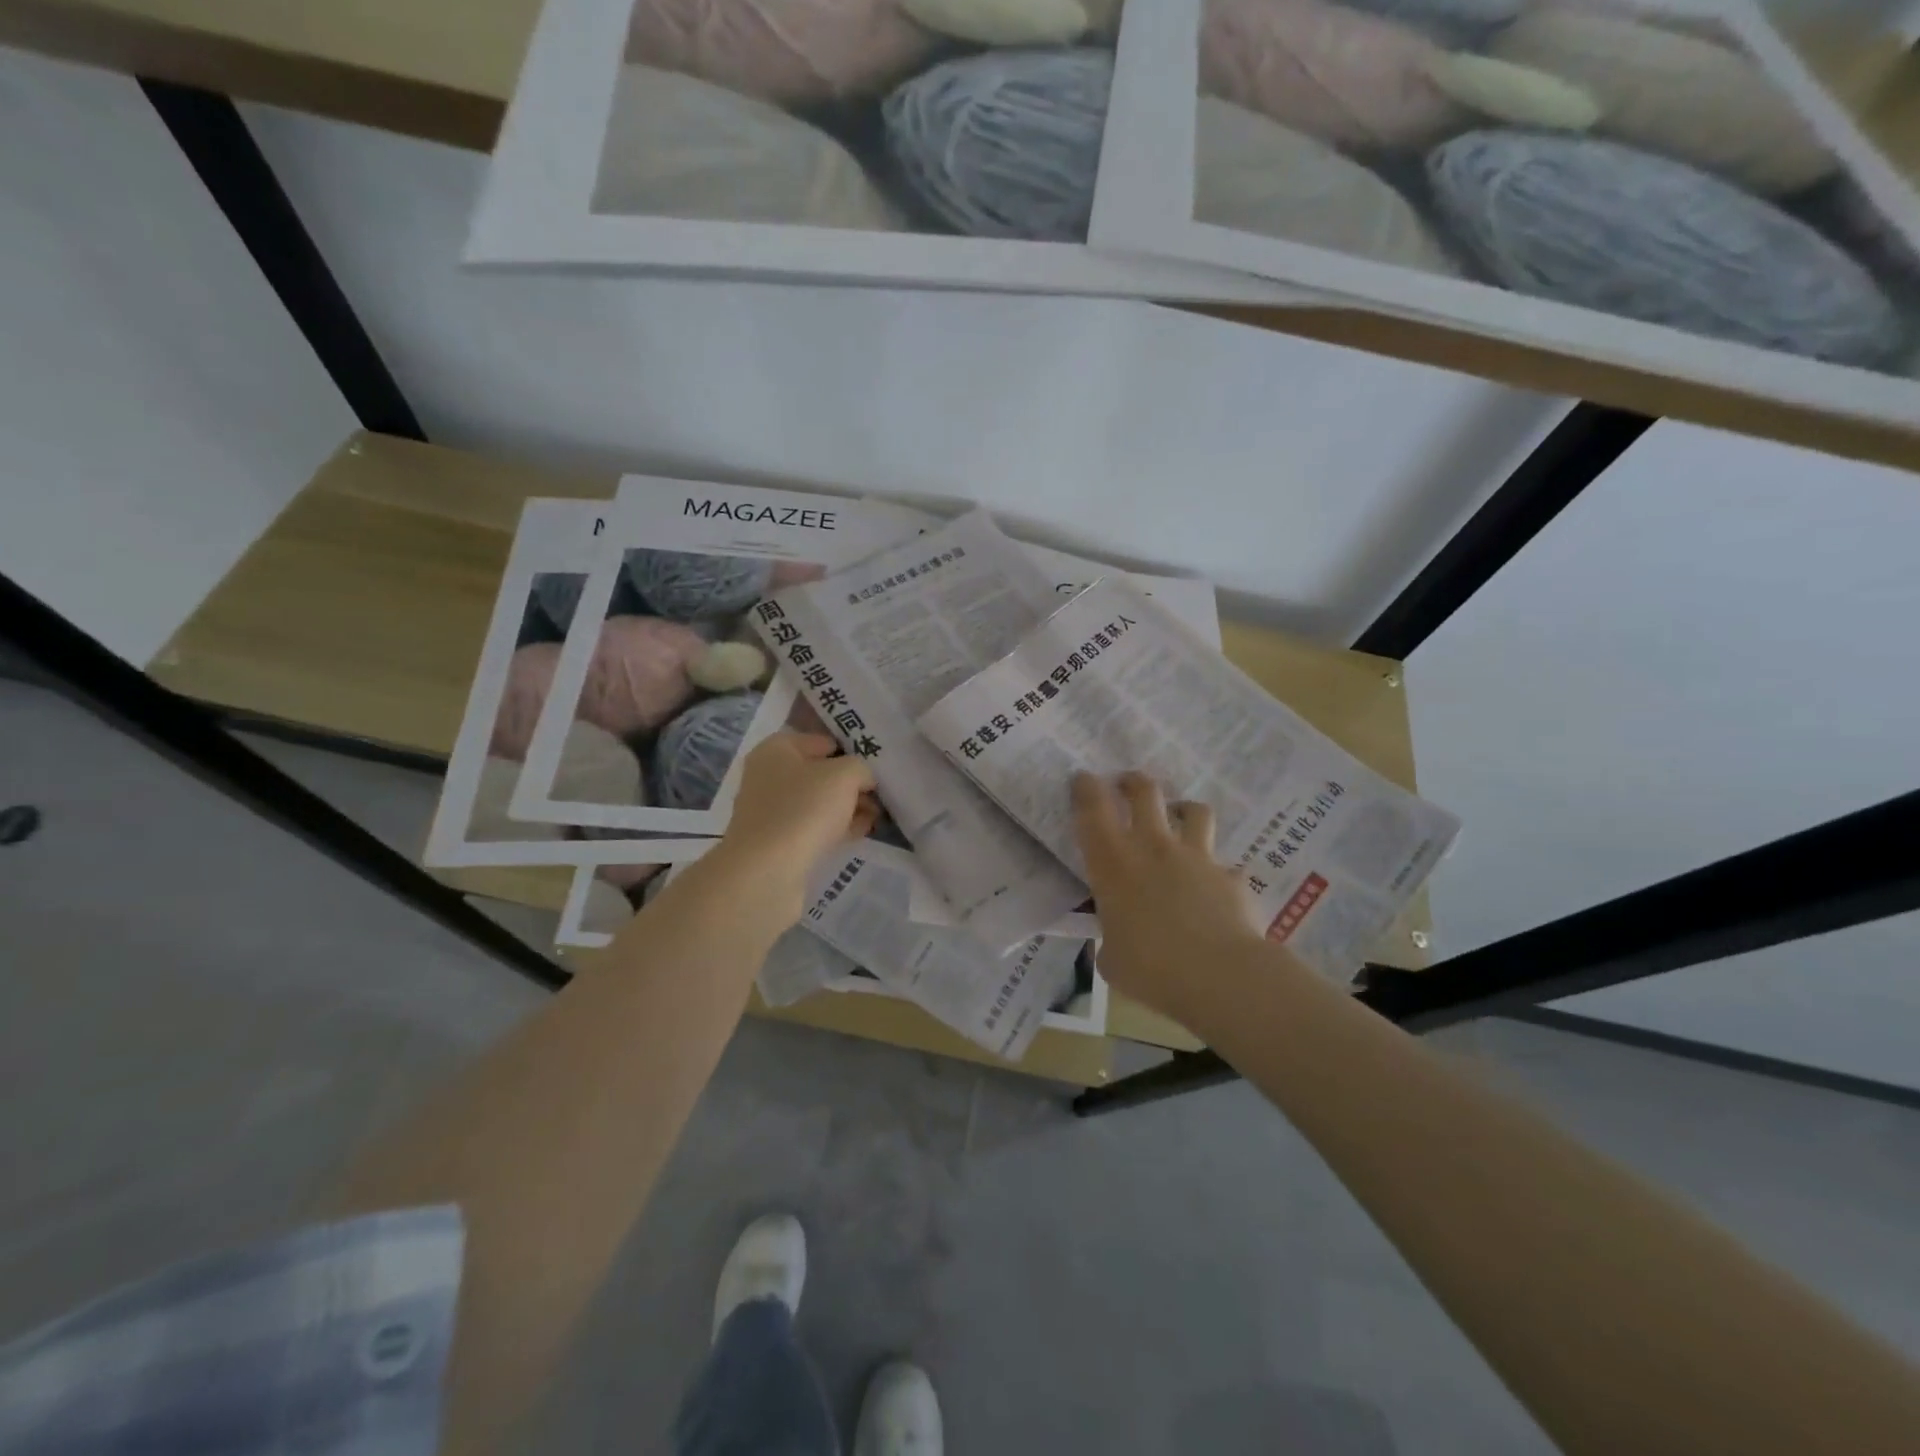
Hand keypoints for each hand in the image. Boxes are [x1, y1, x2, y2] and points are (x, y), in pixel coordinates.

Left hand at [717, 732, 877, 913]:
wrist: (767, 871)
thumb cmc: (804, 809)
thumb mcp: (845, 775)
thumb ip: (861, 768)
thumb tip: (863, 780)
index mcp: (777, 749)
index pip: (823, 741)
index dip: (852, 751)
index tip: (878, 767)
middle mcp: (769, 775)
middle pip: (821, 773)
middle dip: (852, 784)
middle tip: (881, 795)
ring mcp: (771, 810)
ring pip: (819, 802)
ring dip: (847, 807)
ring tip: (876, 817)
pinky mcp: (777, 841)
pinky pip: (813, 827)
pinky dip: (836, 828)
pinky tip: (860, 833)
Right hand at [1073, 771, 1267, 1026]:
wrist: (1220, 975)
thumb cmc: (1151, 968)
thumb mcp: (1111, 959)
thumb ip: (1111, 940)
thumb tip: (1116, 942)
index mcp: (1114, 865)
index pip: (1093, 811)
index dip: (1086, 788)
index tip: (1084, 778)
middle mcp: (1154, 848)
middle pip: (1145, 793)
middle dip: (1133, 782)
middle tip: (1127, 783)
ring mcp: (1197, 857)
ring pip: (1194, 811)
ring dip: (1184, 810)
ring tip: (1181, 816)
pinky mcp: (1231, 876)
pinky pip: (1225, 866)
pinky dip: (1218, 873)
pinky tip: (1217, 890)